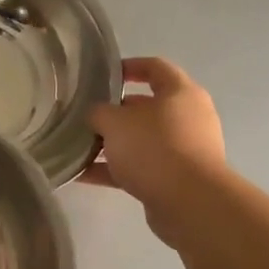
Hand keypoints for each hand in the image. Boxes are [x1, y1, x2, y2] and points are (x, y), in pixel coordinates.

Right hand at [83, 57, 225, 247]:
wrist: (189, 202)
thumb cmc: (154, 147)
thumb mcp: (114, 122)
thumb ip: (98, 113)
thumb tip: (95, 116)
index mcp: (180, 93)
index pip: (155, 67)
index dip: (129, 66)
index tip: (104, 74)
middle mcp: (187, 117)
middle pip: (146, 107)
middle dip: (113, 112)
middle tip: (85, 116)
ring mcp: (184, 149)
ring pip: (141, 140)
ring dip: (111, 144)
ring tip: (78, 147)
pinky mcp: (176, 178)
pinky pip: (140, 167)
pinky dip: (114, 169)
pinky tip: (83, 174)